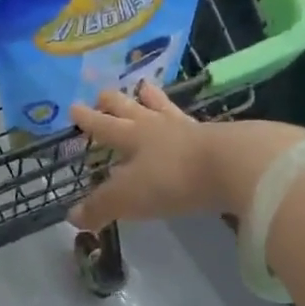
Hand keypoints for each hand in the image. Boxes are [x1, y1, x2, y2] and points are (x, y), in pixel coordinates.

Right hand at [69, 83, 304, 229]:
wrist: (233, 166)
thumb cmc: (172, 179)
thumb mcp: (128, 197)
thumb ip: (101, 207)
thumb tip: (72, 217)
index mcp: (134, 137)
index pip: (105, 126)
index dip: (89, 120)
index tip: (74, 107)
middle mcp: (159, 128)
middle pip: (132, 110)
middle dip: (115, 103)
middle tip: (104, 92)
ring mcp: (190, 130)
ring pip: (164, 110)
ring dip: (153, 100)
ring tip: (146, 88)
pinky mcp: (219, 139)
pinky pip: (194, 124)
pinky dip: (185, 120)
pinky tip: (189, 122)